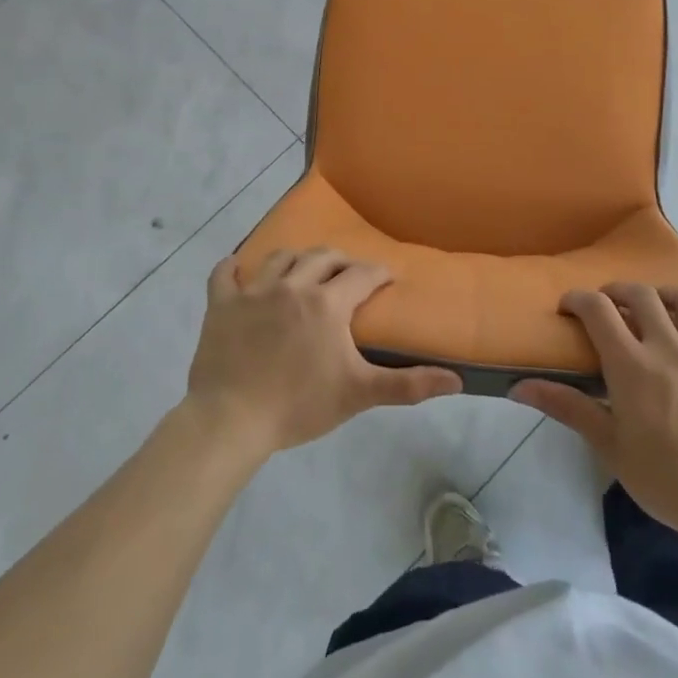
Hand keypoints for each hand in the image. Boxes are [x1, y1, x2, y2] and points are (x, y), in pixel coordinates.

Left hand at [185, 248, 462, 460]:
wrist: (231, 420)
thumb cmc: (299, 405)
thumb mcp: (358, 394)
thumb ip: (408, 384)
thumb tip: (456, 381)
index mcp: (327, 303)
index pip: (361, 275)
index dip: (378, 273)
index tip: (387, 277)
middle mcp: (292, 285)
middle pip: (322, 257)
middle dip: (341, 261)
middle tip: (349, 272)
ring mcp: (253, 292)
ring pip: (280, 259)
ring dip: (297, 259)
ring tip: (304, 270)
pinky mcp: (221, 305)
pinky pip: (224, 274)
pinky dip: (232, 268)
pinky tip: (237, 268)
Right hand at [512, 284, 677, 562]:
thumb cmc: (664, 479)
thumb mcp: (608, 445)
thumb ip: (566, 407)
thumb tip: (518, 386)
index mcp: (632, 365)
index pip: (598, 310)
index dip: (578, 300)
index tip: (568, 308)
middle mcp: (669, 347)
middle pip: (642, 295)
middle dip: (618, 291)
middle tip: (608, 307)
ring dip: (668, 296)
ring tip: (657, 308)